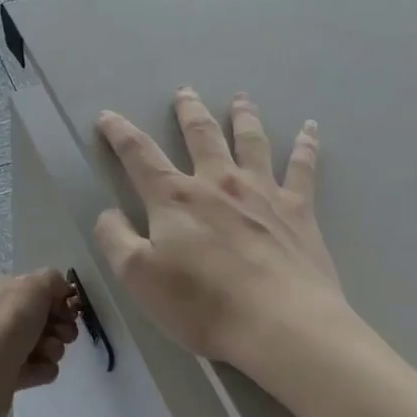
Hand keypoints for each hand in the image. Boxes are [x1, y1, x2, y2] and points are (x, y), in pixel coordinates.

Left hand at [0, 270, 80, 416]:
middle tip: (61, 332)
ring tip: (45, 352)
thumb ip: (52, 279)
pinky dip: (43, 368)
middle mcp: (2, 316)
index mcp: (2, 290)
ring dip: (54, 347)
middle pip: (46, 317)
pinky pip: (40, 367)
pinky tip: (37, 369)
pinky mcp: (10, 374)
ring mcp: (5, 346)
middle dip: (61, 325)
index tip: (70, 307)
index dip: (59, 297)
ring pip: (47, 343)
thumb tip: (61, 288)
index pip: (38, 288)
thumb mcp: (33, 286)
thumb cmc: (8, 324)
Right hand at [94, 89, 345, 367]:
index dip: (119, 133)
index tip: (108, 116)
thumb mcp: (138, 277)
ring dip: (243, 115)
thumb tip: (108, 212)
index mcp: (175, 198)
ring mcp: (262, 192)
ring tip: (240, 98)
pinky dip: (305, 146)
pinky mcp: (298, 210)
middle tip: (185, 91)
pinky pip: (302, 168)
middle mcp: (218, 183)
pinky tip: (309, 129)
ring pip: (250, 141)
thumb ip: (116, 239)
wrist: (280, 324)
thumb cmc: (202, 304)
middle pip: (201, 135)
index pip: (139, 155)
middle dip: (188, 111)